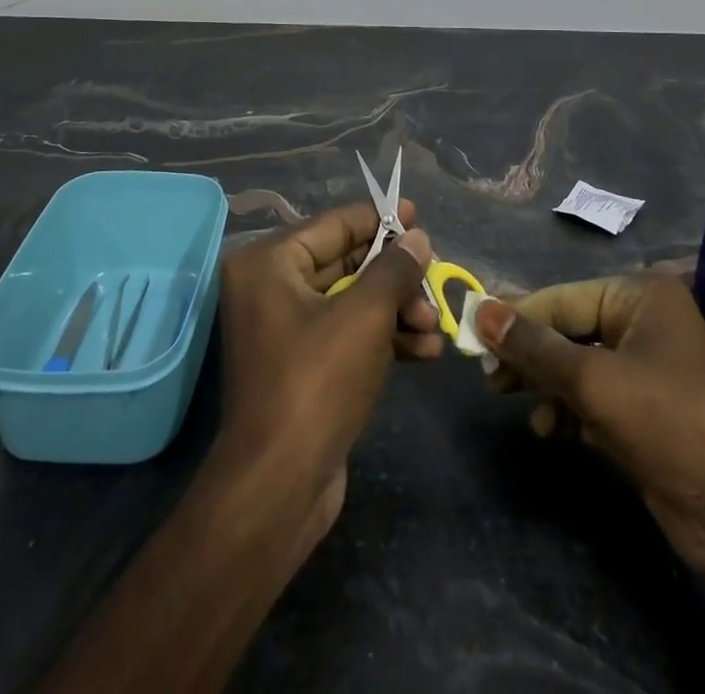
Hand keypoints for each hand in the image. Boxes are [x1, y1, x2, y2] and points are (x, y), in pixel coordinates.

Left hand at [212, 202, 440, 564]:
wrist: (279, 487)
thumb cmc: (317, 382)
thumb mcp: (365, 316)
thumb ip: (394, 268)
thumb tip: (417, 238)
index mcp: (269, 262)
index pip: (334, 225)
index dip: (380, 220)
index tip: (418, 217)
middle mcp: (271, 287)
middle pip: (345, 262)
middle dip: (395, 275)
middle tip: (435, 278)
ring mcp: (285, 329)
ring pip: (352, 301)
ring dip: (397, 310)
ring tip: (435, 325)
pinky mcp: (303, 365)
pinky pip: (348, 334)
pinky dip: (384, 337)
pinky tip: (425, 352)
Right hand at [475, 276, 704, 617]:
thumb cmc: (673, 426)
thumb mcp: (596, 383)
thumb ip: (535, 348)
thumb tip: (481, 310)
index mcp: (639, 297)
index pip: (561, 299)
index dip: (515, 315)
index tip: (470, 329)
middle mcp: (642, 323)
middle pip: (567, 329)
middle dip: (528, 352)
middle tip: (485, 371)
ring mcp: (645, 369)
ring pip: (575, 365)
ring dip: (544, 384)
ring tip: (509, 398)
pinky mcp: (644, 411)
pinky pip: (592, 396)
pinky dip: (567, 409)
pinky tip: (549, 430)